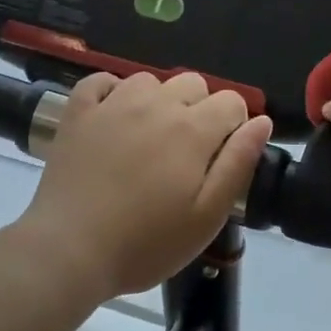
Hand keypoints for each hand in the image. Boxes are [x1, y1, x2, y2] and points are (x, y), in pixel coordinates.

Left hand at [16, 71, 273, 304]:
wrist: (69, 250)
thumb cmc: (146, 243)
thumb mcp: (207, 215)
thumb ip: (238, 163)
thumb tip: (261, 121)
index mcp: (193, 129)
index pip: (231, 101)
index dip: (234, 126)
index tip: (220, 157)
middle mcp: (156, 104)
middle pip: (193, 84)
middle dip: (200, 110)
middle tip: (185, 154)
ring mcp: (113, 103)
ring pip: (149, 80)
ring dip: (158, 101)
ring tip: (148, 138)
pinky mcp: (77, 112)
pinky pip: (101, 80)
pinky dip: (112, 91)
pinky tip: (113, 117)